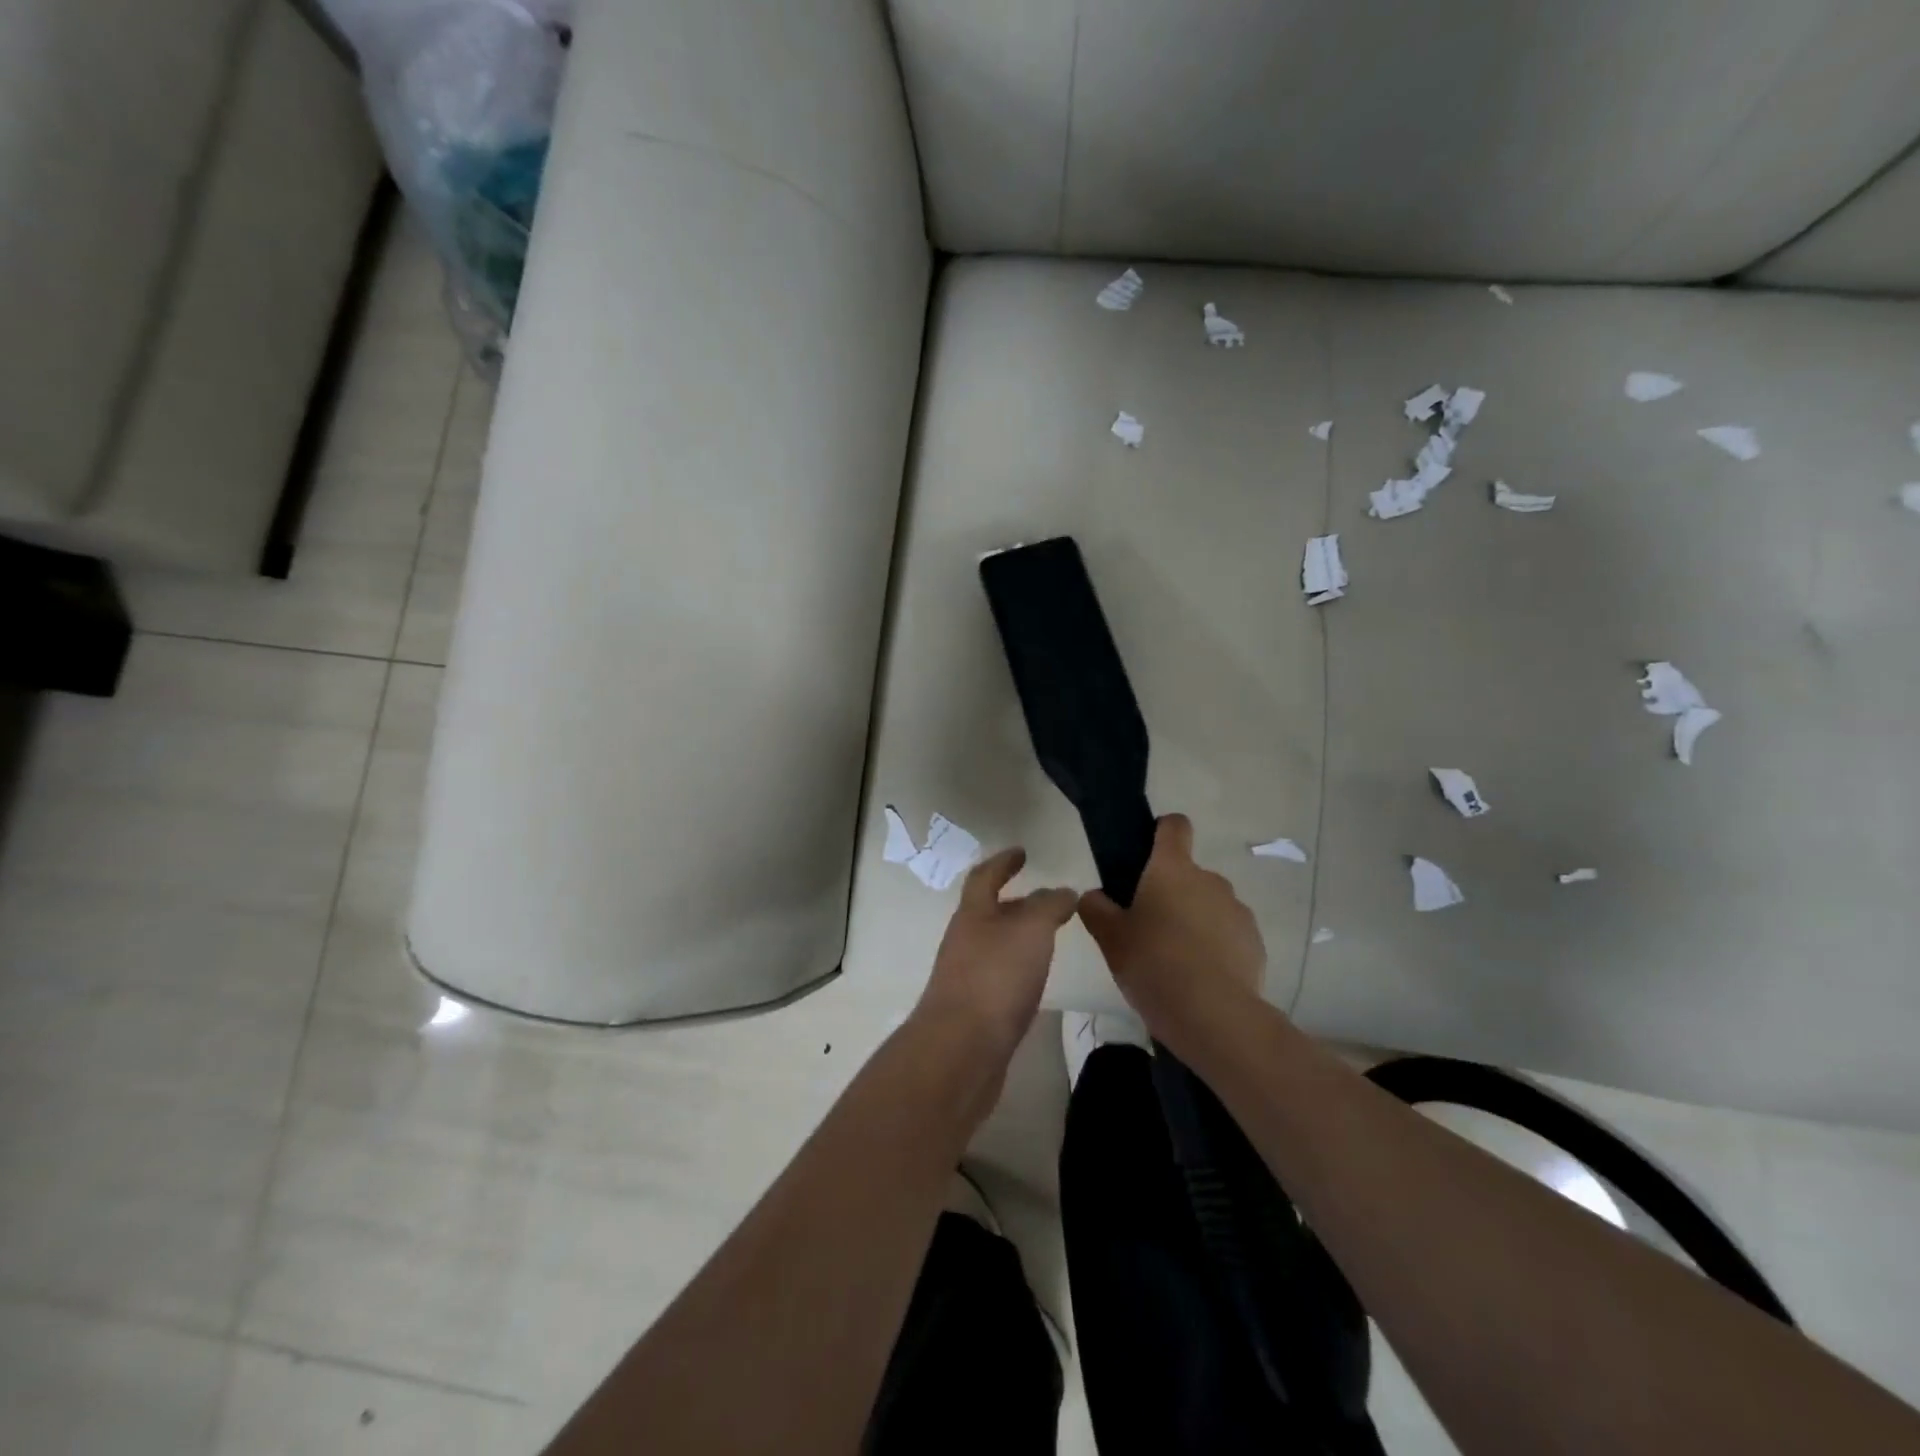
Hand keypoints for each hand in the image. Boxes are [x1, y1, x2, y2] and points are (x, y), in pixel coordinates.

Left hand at [913, 848, 1075, 1067]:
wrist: (962, 1050)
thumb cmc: (996, 978)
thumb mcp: (1031, 930)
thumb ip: (1049, 906)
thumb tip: (1063, 892)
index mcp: (973, 915)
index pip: (985, 877)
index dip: (1003, 862)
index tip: (1021, 852)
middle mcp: (964, 941)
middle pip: (988, 913)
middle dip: (1015, 903)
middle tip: (1047, 901)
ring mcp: (966, 977)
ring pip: (995, 946)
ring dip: (1018, 938)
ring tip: (1049, 940)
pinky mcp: (974, 1011)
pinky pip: (999, 978)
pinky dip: (1018, 970)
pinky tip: (1036, 982)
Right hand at [1078, 814, 1267, 1028]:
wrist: (1214, 1016)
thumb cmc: (1154, 965)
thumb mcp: (1110, 938)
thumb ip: (1097, 908)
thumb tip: (1096, 895)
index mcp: (1172, 869)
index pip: (1174, 826)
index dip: (1160, 831)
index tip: (1146, 855)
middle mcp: (1209, 879)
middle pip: (1187, 873)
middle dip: (1170, 893)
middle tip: (1148, 929)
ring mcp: (1237, 910)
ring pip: (1208, 904)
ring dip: (1193, 920)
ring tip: (1175, 960)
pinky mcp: (1255, 941)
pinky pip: (1228, 933)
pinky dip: (1215, 946)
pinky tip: (1200, 977)